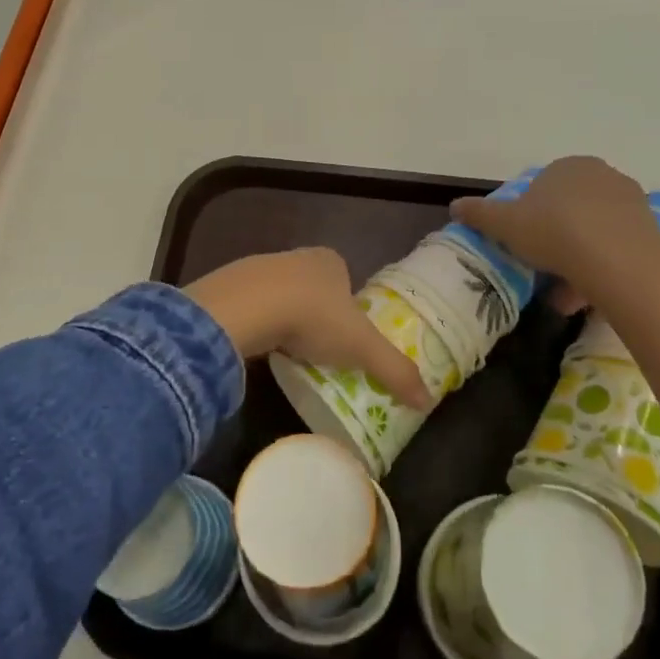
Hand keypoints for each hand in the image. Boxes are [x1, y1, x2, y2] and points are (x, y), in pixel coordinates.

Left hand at [183, 248, 429, 409]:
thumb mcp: (362, 346)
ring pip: (281, 296)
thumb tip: (427, 401)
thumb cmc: (313, 316)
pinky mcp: (232, 286)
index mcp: (330, 260)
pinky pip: (253, 307)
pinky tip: (261, 346)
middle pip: (313, 288)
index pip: (346, 282)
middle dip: (317, 315)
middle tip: (320, 350)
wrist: (247, 307)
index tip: (348, 339)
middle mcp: (297, 257)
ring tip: (291, 353)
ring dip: (286, 319)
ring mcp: (261, 268)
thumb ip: (394, 370)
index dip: (349, 308)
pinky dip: (259, 325)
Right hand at [449, 156, 659, 304]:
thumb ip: (479, 214)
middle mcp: (601, 175)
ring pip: (594, 232)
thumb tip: (454, 206)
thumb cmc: (555, 232)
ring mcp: (630, 201)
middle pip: (570, 210)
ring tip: (564, 296)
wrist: (619, 261)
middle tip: (542, 269)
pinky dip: (601, 268)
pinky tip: (589, 297)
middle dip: (556, 240)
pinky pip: (616, 248)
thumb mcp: (505, 224)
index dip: (529, 216)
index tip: (523, 243)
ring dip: (578, 260)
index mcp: (567, 166)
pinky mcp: (650, 230)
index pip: (543, 187)